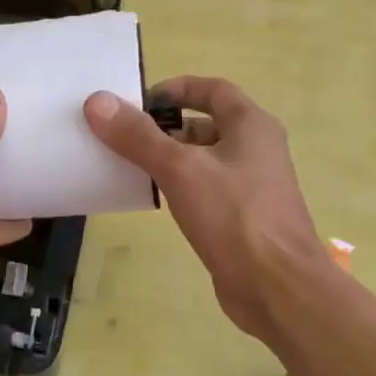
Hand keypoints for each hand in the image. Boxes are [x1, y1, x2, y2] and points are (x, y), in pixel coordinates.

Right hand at [84, 76, 324, 342]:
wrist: (277, 287)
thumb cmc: (233, 216)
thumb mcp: (180, 169)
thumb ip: (139, 136)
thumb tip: (98, 101)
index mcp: (251, 125)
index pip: (211, 89)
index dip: (175, 89)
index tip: (137, 102)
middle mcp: (257, 148)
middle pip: (206, 124)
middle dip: (166, 128)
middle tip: (124, 138)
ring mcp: (253, 185)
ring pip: (205, 159)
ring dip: (171, 159)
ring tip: (130, 167)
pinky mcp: (243, 217)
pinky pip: (207, 189)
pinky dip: (181, 187)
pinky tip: (155, 200)